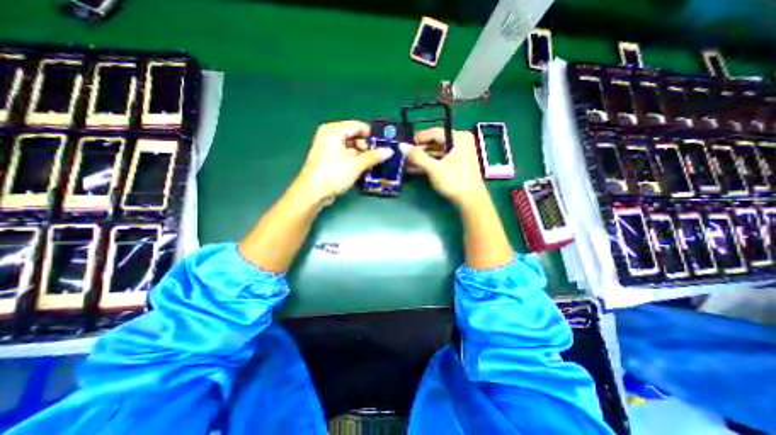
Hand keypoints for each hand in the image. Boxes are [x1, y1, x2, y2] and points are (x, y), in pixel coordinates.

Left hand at [297, 121, 395, 205]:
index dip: (372, 135)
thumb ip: (374, 156)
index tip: (384, 144)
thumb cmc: (333, 174)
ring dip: (362, 155)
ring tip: (375, 163)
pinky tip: (364, 168)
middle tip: (380, 156)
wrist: (313, 193)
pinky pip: (345, 155)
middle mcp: (330, 136)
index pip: (358, 126)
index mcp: (334, 131)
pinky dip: (355, 160)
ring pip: (350, 147)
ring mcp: (328, 148)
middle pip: (354, 136)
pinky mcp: (329, 160)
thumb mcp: (356, 164)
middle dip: (367, 146)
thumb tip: (389, 151)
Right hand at [403, 127, 485, 206]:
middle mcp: (459, 144)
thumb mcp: (434, 168)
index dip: (418, 138)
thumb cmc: (455, 181)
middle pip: (434, 143)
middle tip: (403, 154)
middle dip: (418, 151)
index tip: (404, 142)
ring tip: (404, 162)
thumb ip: (417, 157)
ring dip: (420, 159)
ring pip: (435, 153)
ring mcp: (457, 156)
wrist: (470, 201)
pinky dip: (426, 165)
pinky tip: (412, 168)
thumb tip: (401, 146)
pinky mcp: (454, 166)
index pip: (435, 133)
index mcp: (459, 138)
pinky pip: (438, 161)